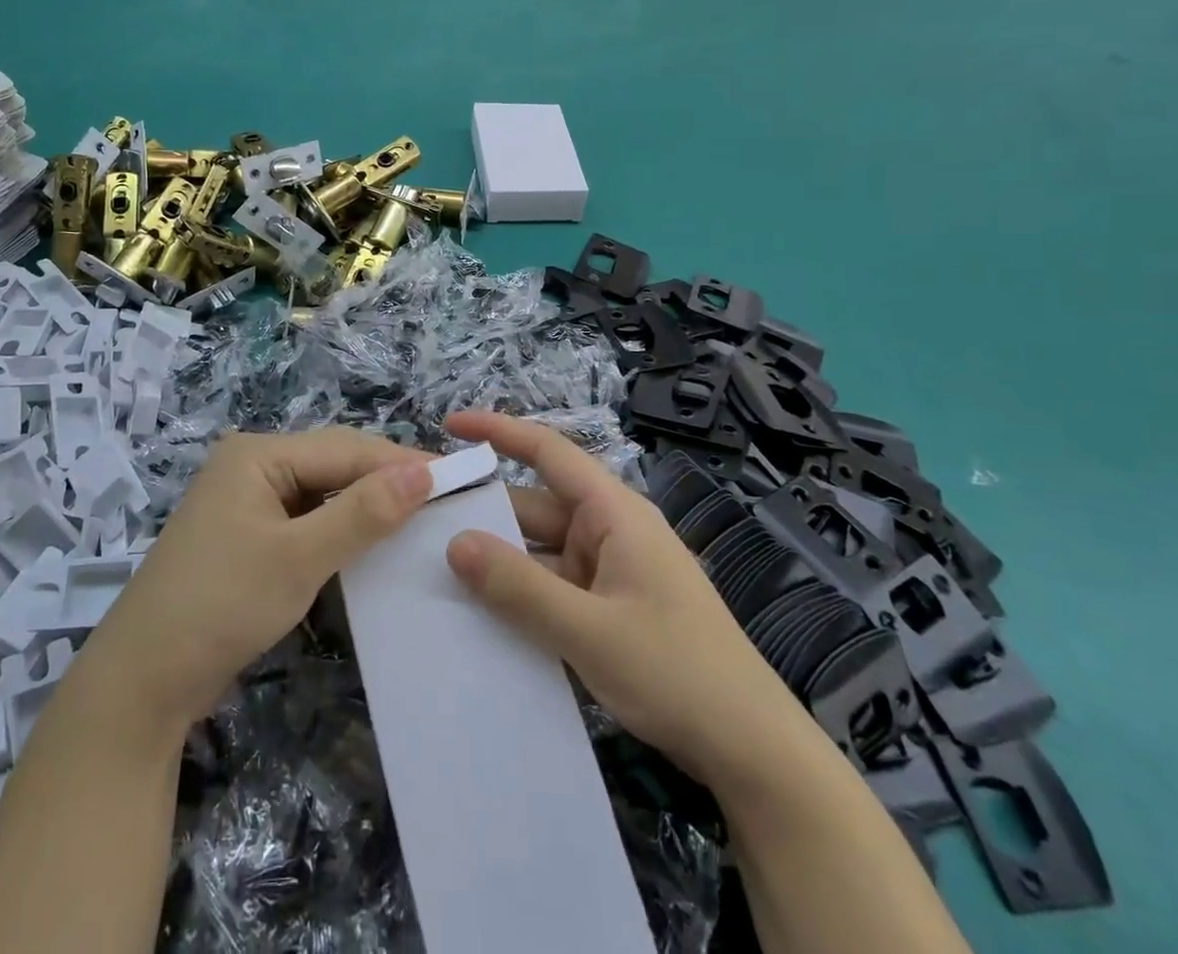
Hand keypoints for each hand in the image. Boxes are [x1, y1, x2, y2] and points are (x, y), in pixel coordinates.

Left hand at [70, 429, 432, 733]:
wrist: (142, 683)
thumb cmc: (220, 606)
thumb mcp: (298, 558)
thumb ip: (362, 513)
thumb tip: (424, 472)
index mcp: (257, 454)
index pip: (345, 448)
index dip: (400, 461)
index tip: (457, 477)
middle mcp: (251, 466)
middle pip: (333, 464)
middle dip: (385, 480)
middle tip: (444, 500)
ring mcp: (247, 502)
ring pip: (322, 493)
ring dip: (365, 506)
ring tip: (419, 519)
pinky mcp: (248, 536)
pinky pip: (306, 519)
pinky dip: (339, 530)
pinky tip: (371, 542)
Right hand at [443, 411, 819, 793]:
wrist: (753, 752)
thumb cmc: (677, 672)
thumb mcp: (590, 631)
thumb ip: (519, 587)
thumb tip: (455, 542)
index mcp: (614, 513)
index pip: (549, 451)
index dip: (499, 430)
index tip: (450, 426)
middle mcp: (611, 531)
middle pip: (536, 506)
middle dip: (486, 513)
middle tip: (423, 524)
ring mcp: (611, 571)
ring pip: (542, 551)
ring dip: (501, 561)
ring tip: (438, 571)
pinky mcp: (611, 608)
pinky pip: (554, 586)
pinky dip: (522, 594)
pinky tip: (483, 615)